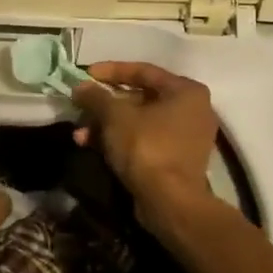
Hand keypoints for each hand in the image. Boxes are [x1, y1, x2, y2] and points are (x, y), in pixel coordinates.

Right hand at [73, 62, 272, 272]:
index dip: (111, 71)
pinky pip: (144, 139)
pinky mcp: (176, 159)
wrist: (170, 202)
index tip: (86, 75)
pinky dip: (120, 140)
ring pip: (138, 121)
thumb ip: (96, 96)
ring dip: (107, 125)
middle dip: (105, 104)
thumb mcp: (115, 116)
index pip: (143, 70)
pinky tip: (93, 146)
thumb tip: (80, 87)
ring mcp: (186, 136)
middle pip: (140, 97)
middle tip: (80, 106)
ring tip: (80, 134)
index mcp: (185, 91)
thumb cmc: (146, 147)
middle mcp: (192, 109)